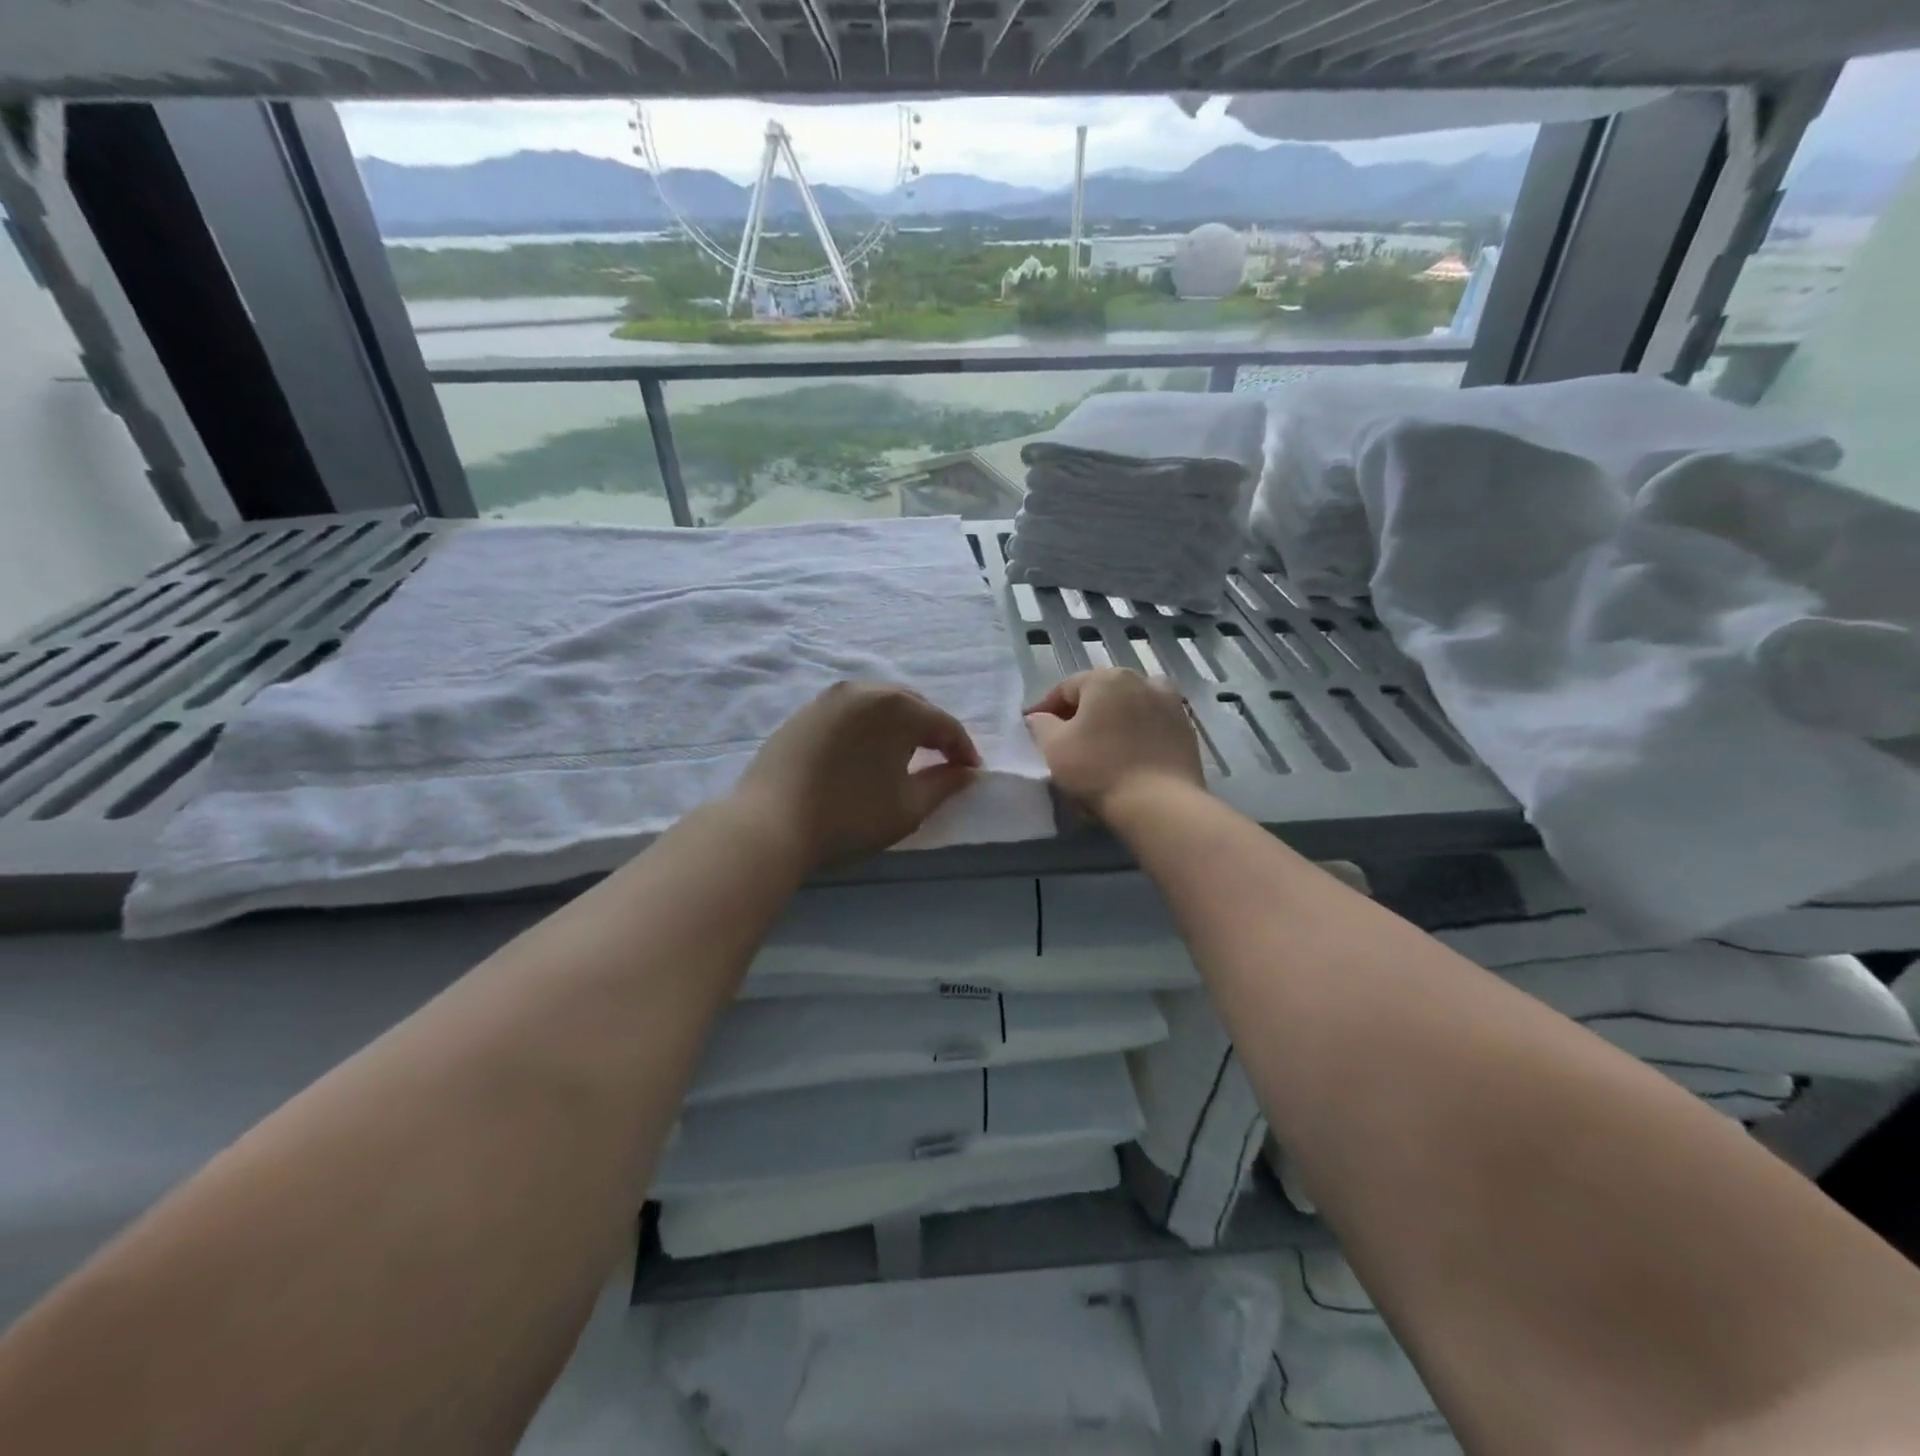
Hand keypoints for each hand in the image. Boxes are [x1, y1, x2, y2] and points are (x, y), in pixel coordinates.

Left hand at [735, 682, 981, 870]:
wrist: (770, 822)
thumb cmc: (850, 816)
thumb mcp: (909, 807)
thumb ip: (945, 785)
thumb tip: (966, 773)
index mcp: (898, 706)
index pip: (944, 724)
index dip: (963, 749)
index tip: (971, 773)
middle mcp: (866, 689)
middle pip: (913, 706)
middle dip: (933, 731)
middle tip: (943, 761)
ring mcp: (831, 697)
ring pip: (880, 704)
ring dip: (900, 726)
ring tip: (907, 755)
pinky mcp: (806, 711)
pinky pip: (852, 712)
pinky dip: (869, 727)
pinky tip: (867, 752)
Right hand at [1024, 669, 1205, 820]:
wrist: (1160, 804)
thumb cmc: (1098, 769)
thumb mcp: (1054, 747)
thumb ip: (1041, 725)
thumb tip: (1038, 717)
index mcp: (1106, 679)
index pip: (1066, 687)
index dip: (1046, 707)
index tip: (1033, 727)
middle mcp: (1141, 680)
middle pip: (1101, 692)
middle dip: (1081, 711)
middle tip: (1065, 737)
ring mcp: (1169, 703)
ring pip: (1130, 705)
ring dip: (1113, 717)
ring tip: (1101, 742)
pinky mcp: (1186, 729)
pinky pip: (1152, 723)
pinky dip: (1137, 732)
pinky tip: (1129, 753)